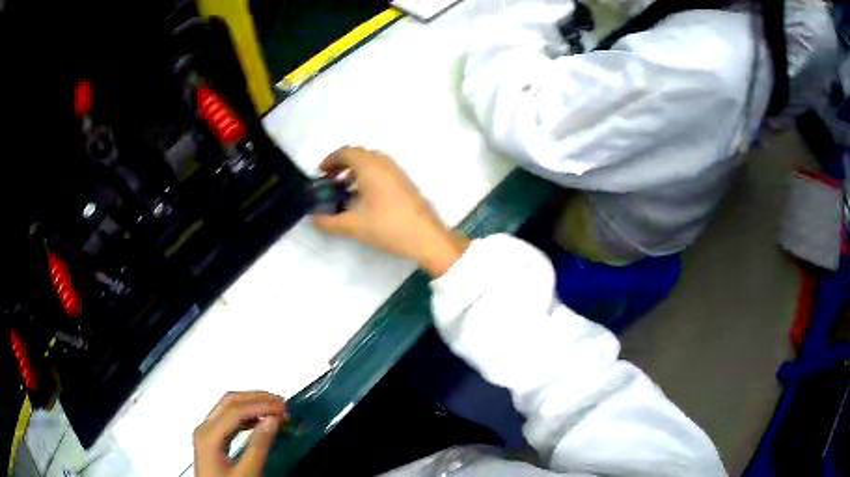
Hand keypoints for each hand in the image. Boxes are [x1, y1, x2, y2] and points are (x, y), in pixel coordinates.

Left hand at [193, 392, 287, 476]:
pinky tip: (260, 421)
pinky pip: (228, 419)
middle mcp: (204, 428)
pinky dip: (247, 415)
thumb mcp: (246, 473)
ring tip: (274, 409)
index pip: (235, 410)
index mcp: (208, 435)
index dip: (260, 405)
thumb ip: (258, 447)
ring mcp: (206, 433)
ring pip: (228, 407)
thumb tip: (272, 420)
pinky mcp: (212, 440)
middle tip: (281, 403)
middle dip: (256, 398)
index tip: (283, 408)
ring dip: (252, 404)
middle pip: (229, 402)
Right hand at [313, 147, 467, 276]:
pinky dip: (368, 177)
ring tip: (345, 191)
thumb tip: (314, 219)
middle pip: (359, 155)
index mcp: (371, 167)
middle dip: (342, 165)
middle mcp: (385, 164)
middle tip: (330, 181)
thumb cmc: (388, 226)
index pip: (347, 152)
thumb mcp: (354, 226)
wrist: (427, 237)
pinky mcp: (405, 183)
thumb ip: (329, 222)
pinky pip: (382, 171)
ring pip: (372, 163)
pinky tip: (364, 200)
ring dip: (355, 171)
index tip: (321, 173)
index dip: (331, 160)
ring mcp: (398, 172)